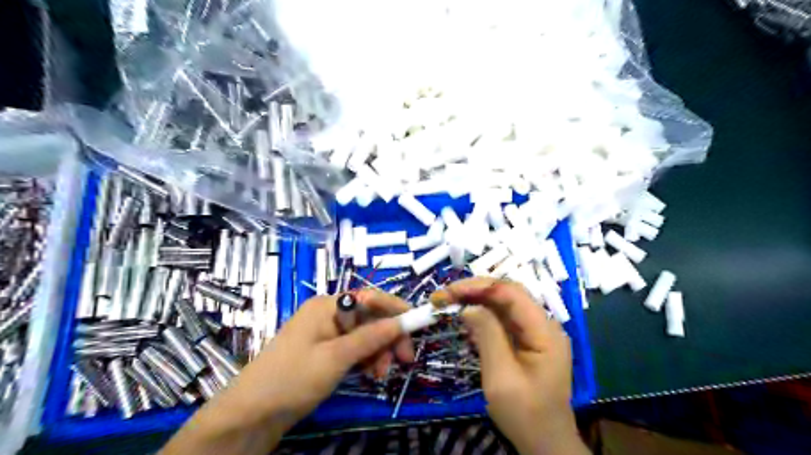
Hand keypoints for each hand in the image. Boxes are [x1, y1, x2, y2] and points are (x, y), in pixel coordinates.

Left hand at [159, 291, 411, 454]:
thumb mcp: (336, 358)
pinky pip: (353, 349)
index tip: (417, 324)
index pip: (370, 298)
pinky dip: (366, 360)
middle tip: (404, 361)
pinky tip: (370, 374)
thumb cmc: (293, 378)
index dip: (395, 309)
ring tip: (381, 374)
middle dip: (388, 338)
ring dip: (378, 352)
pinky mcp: (325, 351)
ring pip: (364, 335)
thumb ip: (370, 337)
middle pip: (369, 318)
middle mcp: (329, 314)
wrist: (252, 414)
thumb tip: (400, 322)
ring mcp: (326, 333)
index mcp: (328, 306)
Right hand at [433, 278, 585, 453]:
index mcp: (545, 331)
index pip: (512, 293)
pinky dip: (482, 316)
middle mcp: (543, 324)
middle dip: (475, 290)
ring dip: (476, 300)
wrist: (545, 444)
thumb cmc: (525, 414)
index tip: (451, 291)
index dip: (480, 286)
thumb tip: (469, 306)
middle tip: (445, 296)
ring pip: (503, 304)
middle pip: (508, 294)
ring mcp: (535, 332)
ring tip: (449, 302)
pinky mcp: (526, 340)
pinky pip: (503, 320)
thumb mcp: (502, 377)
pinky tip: (465, 319)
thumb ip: (488, 336)